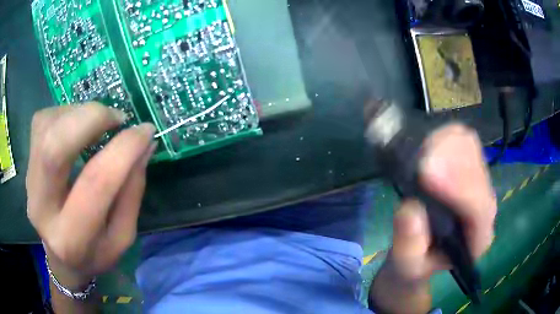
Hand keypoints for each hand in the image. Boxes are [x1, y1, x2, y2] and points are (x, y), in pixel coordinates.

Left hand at [26, 104, 155, 287]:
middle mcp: (42, 209)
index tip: (145, 131)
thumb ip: (132, 192)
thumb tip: (145, 144)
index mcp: (71, 239)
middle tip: (117, 118)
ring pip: (47, 126)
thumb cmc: (94, 252)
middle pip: (54, 146)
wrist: (61, 258)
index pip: (95, 183)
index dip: (123, 149)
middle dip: (91, 119)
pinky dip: (64, 113)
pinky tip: (76, 127)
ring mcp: (28, 182)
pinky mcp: (26, 163)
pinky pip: (42, 121)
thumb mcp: (122, 236)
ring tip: (98, 124)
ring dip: (79, 113)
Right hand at [371, 124, 496, 312]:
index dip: (458, 188)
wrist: (422, 253)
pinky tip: (427, 143)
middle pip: (477, 171)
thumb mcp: (406, 264)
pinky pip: (462, 140)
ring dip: (446, 145)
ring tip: (419, 150)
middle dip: (450, 161)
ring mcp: (478, 183)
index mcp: (478, 238)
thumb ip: (409, 245)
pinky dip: (444, 136)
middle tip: (419, 158)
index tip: (426, 173)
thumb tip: (410, 210)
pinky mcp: (468, 167)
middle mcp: (485, 207)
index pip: (479, 208)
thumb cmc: (416, 262)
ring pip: (472, 151)